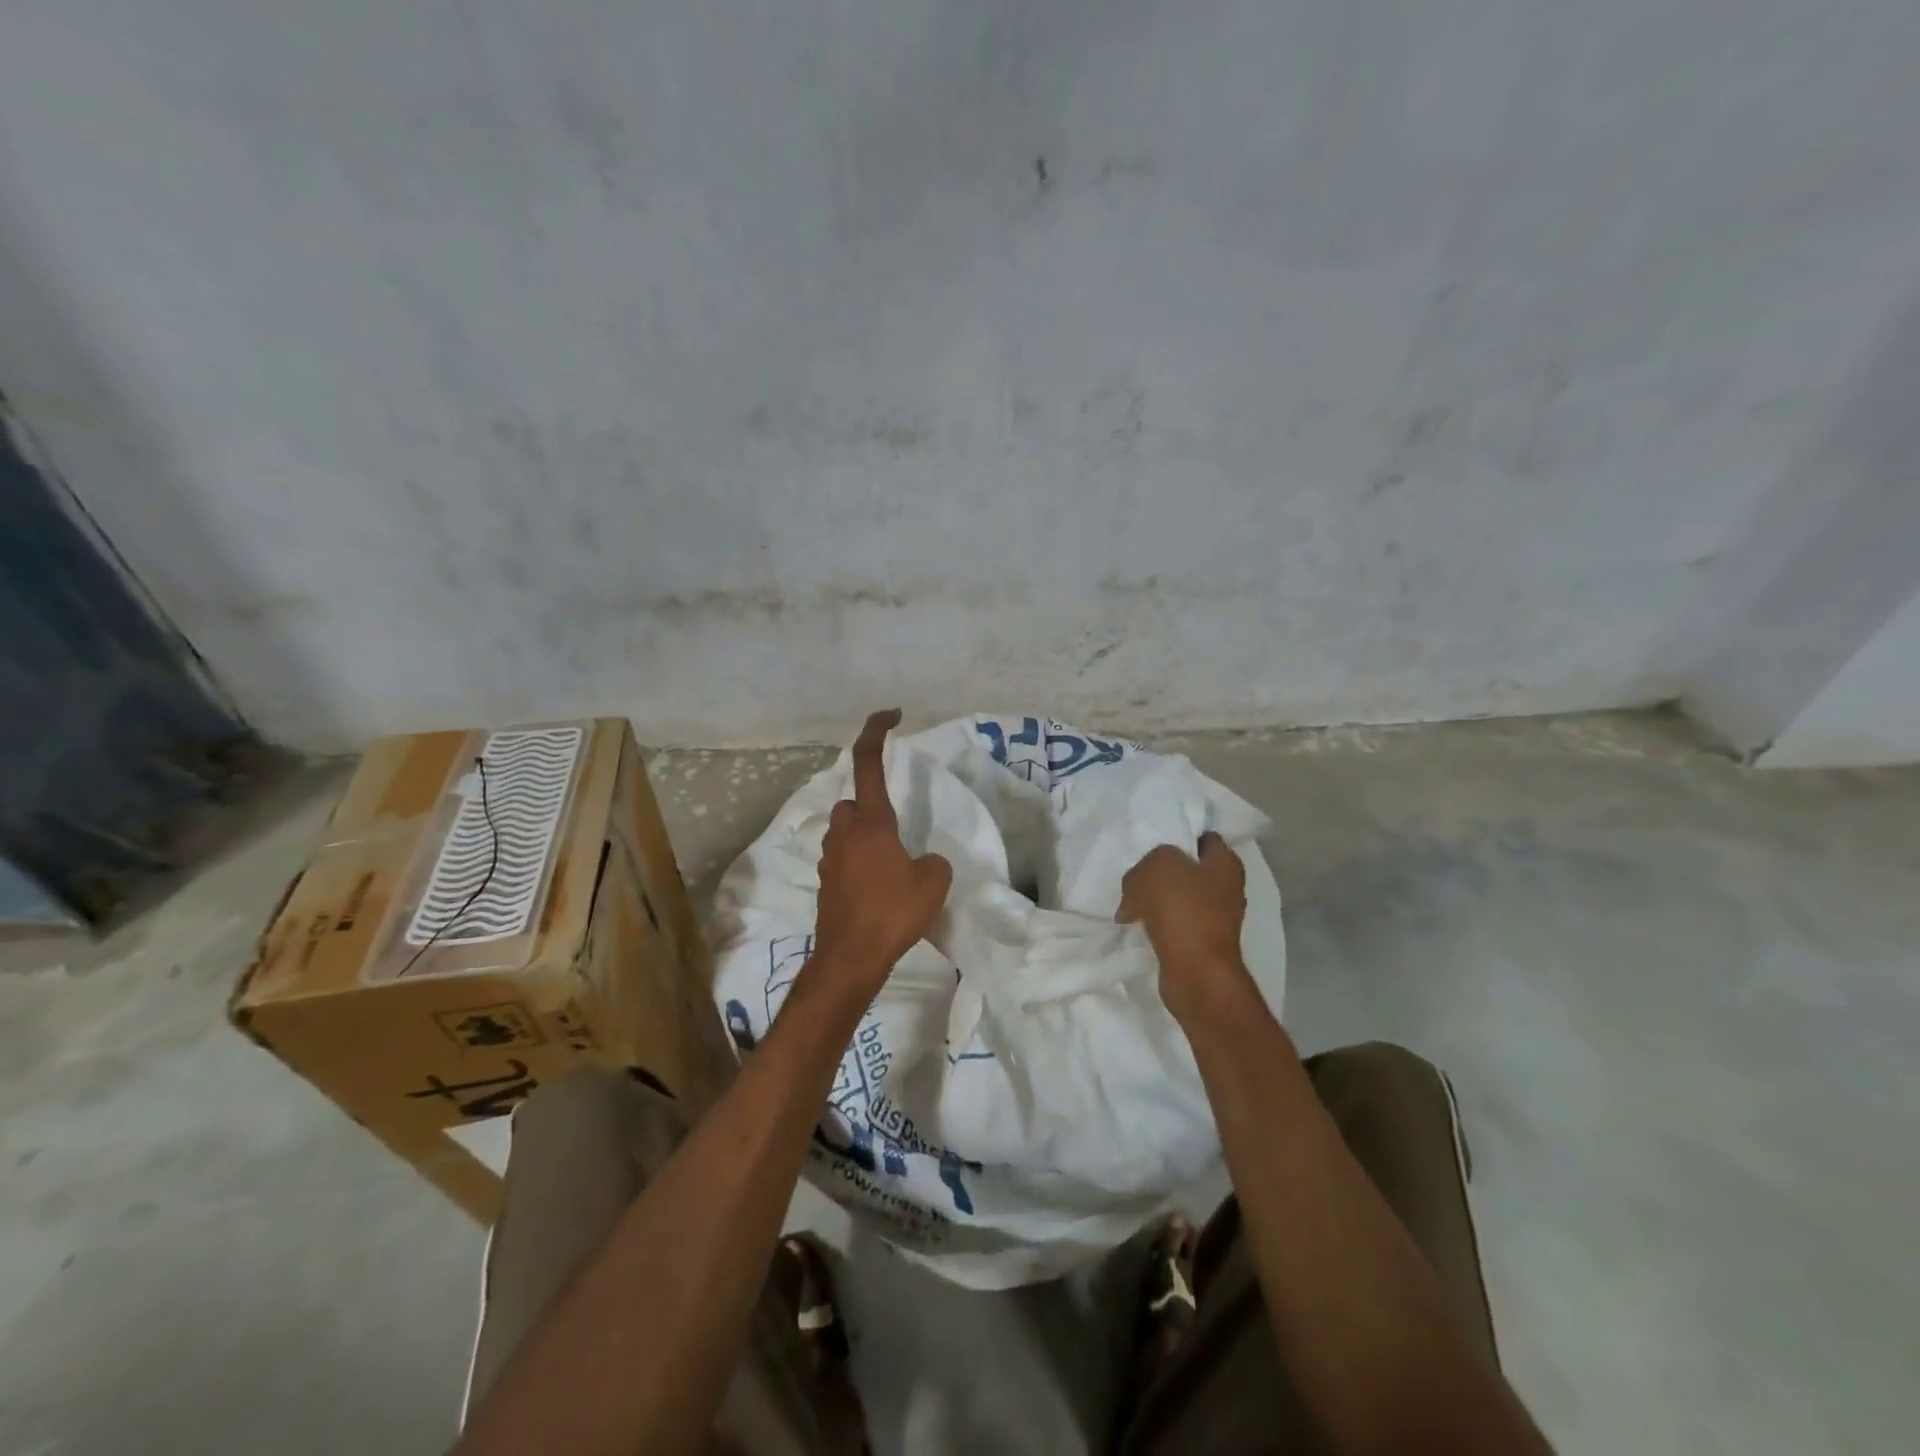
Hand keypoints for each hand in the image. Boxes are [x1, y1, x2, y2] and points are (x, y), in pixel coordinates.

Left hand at [813, 709, 952, 990]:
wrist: (850, 958)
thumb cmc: (892, 912)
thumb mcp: (933, 883)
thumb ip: (933, 862)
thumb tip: (922, 863)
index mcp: (870, 821)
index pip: (867, 762)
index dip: (876, 732)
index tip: (891, 715)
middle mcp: (844, 833)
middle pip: (853, 802)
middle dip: (871, 807)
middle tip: (897, 831)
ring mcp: (831, 859)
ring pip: (846, 833)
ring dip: (866, 838)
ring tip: (893, 865)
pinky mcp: (827, 885)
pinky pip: (845, 860)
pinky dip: (860, 864)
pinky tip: (880, 889)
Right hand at [1118, 832, 1252, 1022]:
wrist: (1195, 973)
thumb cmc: (1183, 910)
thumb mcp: (1159, 865)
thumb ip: (1149, 860)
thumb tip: (1140, 883)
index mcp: (1226, 863)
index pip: (1203, 836)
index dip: (1178, 834)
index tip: (1152, 840)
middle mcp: (1227, 888)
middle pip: (1186, 867)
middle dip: (1159, 869)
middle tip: (1135, 871)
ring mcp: (1215, 917)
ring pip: (1177, 895)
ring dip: (1153, 897)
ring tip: (1129, 900)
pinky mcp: (1200, 941)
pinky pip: (1173, 921)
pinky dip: (1155, 921)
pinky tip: (1135, 923)